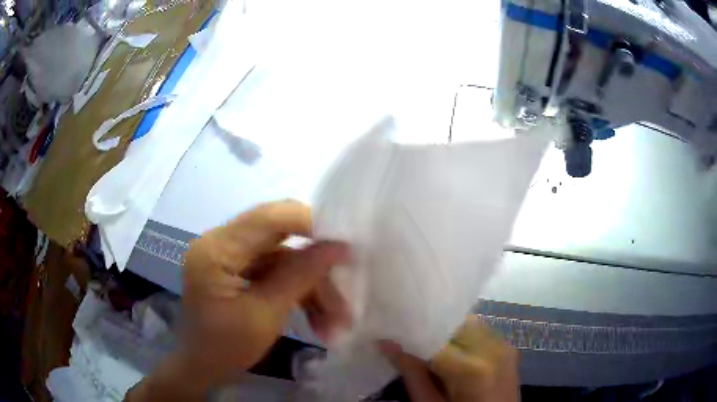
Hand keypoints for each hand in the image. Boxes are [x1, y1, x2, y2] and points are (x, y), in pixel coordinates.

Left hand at [126, 200, 349, 400]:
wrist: (202, 368)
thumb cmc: (225, 348)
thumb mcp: (266, 315)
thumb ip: (301, 276)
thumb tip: (339, 247)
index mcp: (216, 249)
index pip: (267, 217)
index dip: (310, 223)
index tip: (345, 245)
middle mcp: (221, 242)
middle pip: (280, 236)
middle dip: (316, 264)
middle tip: (346, 288)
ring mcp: (230, 256)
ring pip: (284, 257)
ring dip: (312, 286)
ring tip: (336, 321)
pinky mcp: (238, 270)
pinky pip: (276, 271)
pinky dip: (299, 292)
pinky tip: (319, 319)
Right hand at [381, 315, 519, 401]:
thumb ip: (411, 373)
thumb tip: (386, 342)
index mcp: (472, 369)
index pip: (435, 338)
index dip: (412, 334)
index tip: (392, 333)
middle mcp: (492, 350)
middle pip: (453, 326)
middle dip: (430, 331)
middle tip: (407, 339)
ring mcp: (504, 347)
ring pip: (467, 325)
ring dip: (447, 334)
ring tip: (428, 347)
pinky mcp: (508, 348)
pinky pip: (480, 332)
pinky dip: (463, 338)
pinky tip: (451, 352)